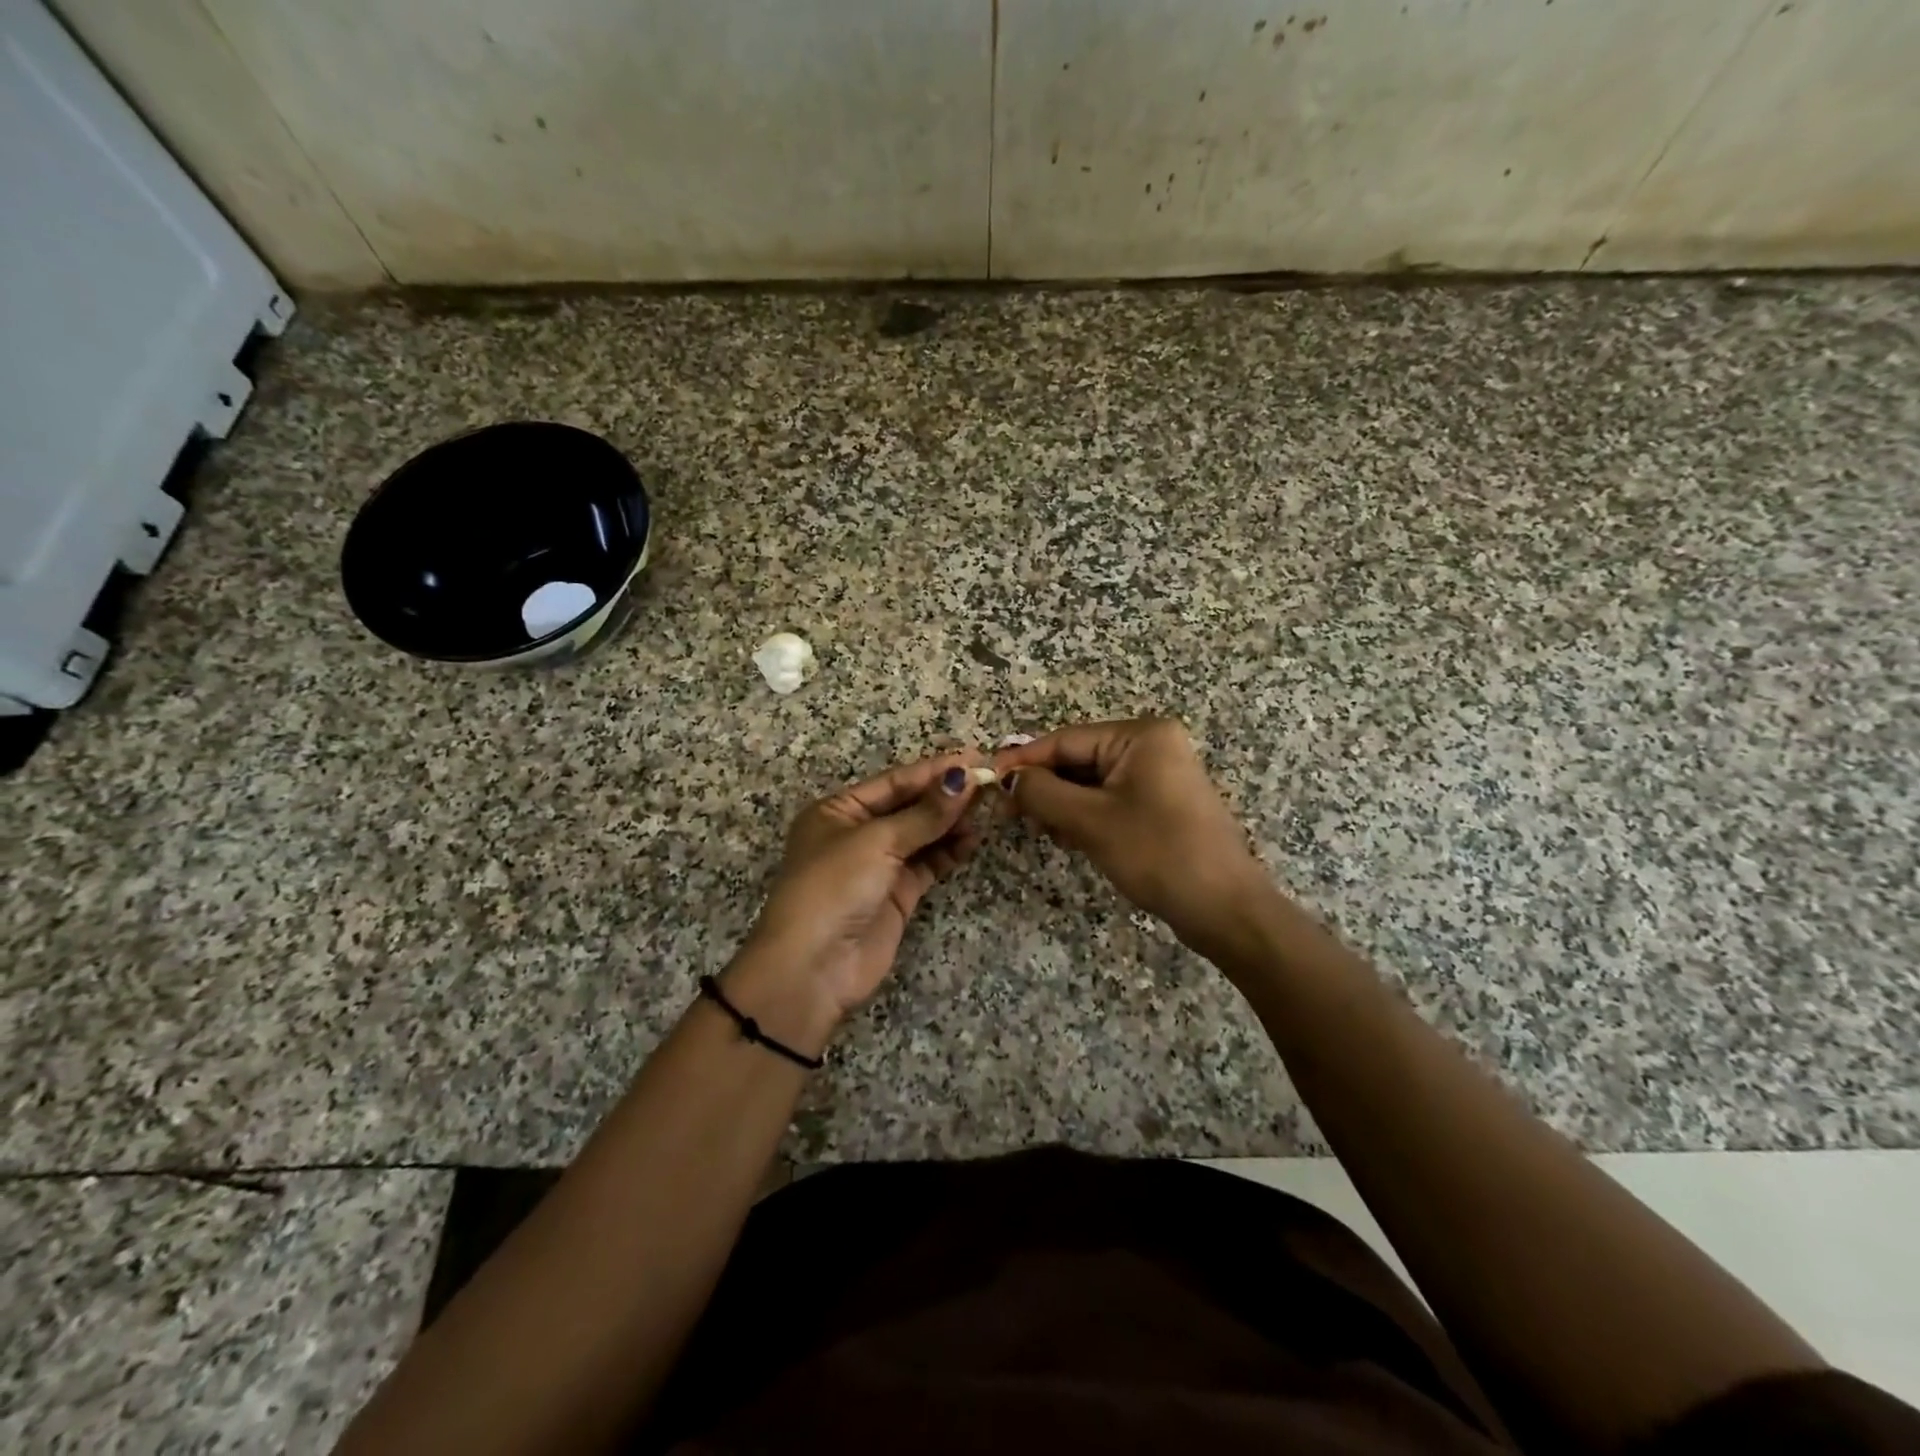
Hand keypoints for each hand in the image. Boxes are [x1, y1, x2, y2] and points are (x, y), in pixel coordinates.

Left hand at [727, 754, 986, 1051]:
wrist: (813, 968)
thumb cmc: (834, 887)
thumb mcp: (877, 842)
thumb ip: (925, 814)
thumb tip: (965, 779)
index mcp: (838, 811)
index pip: (894, 782)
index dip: (934, 770)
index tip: (975, 758)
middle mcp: (857, 834)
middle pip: (909, 807)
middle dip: (947, 796)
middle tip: (990, 781)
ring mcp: (878, 866)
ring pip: (922, 835)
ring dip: (952, 822)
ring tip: (989, 808)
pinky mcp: (896, 895)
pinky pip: (927, 864)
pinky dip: (949, 851)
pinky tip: (973, 839)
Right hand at [996, 719, 1271, 959]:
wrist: (1225, 909)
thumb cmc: (1159, 855)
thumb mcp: (1091, 822)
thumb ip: (1043, 793)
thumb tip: (1008, 779)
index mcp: (1141, 736)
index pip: (1066, 740)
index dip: (1024, 761)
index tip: (987, 779)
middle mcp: (1152, 746)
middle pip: (1079, 759)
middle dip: (1046, 787)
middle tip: (1013, 814)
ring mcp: (1160, 776)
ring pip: (1091, 783)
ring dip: (1064, 806)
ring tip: (1047, 833)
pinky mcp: (1161, 804)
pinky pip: (1110, 800)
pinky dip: (1086, 816)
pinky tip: (1071, 839)